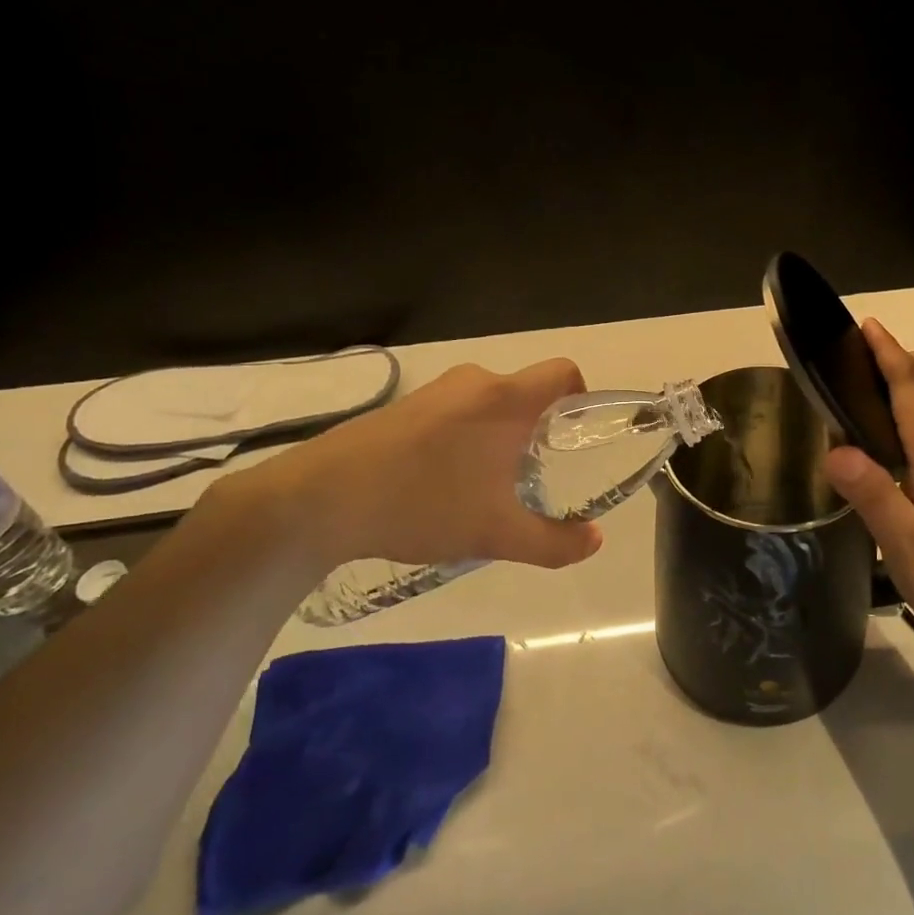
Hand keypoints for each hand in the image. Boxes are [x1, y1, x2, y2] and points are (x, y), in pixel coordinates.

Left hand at [239, 359, 604, 572]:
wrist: (318, 500)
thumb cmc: (422, 504)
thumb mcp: (495, 534)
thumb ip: (554, 542)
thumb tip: (595, 541)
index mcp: (504, 398)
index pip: (563, 372)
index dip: (580, 398)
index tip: (574, 439)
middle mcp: (474, 381)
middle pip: (525, 393)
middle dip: (537, 431)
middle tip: (533, 477)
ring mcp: (434, 391)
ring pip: (488, 405)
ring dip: (498, 437)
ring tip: (485, 487)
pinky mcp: (403, 406)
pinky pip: (455, 412)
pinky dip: (464, 438)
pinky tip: (441, 483)